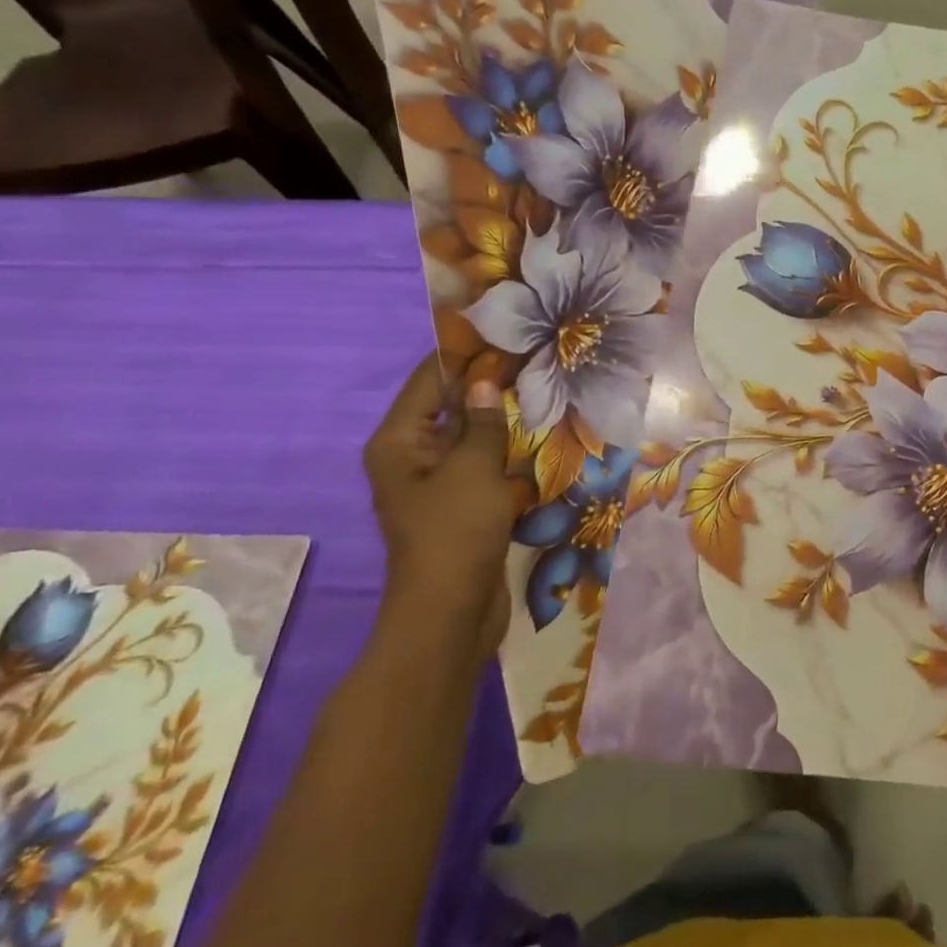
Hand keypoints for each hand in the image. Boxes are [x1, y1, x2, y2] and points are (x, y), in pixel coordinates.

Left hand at [362, 353, 531, 650]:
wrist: (452, 615)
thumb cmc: (454, 534)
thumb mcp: (472, 469)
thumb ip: (482, 422)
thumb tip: (485, 380)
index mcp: (400, 441)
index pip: (431, 379)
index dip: (466, 353)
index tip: (507, 331)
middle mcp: (413, 456)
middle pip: (453, 406)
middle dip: (490, 385)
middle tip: (537, 359)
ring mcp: (439, 484)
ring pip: (474, 438)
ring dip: (504, 421)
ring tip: (547, 391)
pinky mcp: (464, 507)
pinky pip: (486, 467)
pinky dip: (509, 453)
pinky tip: (544, 439)